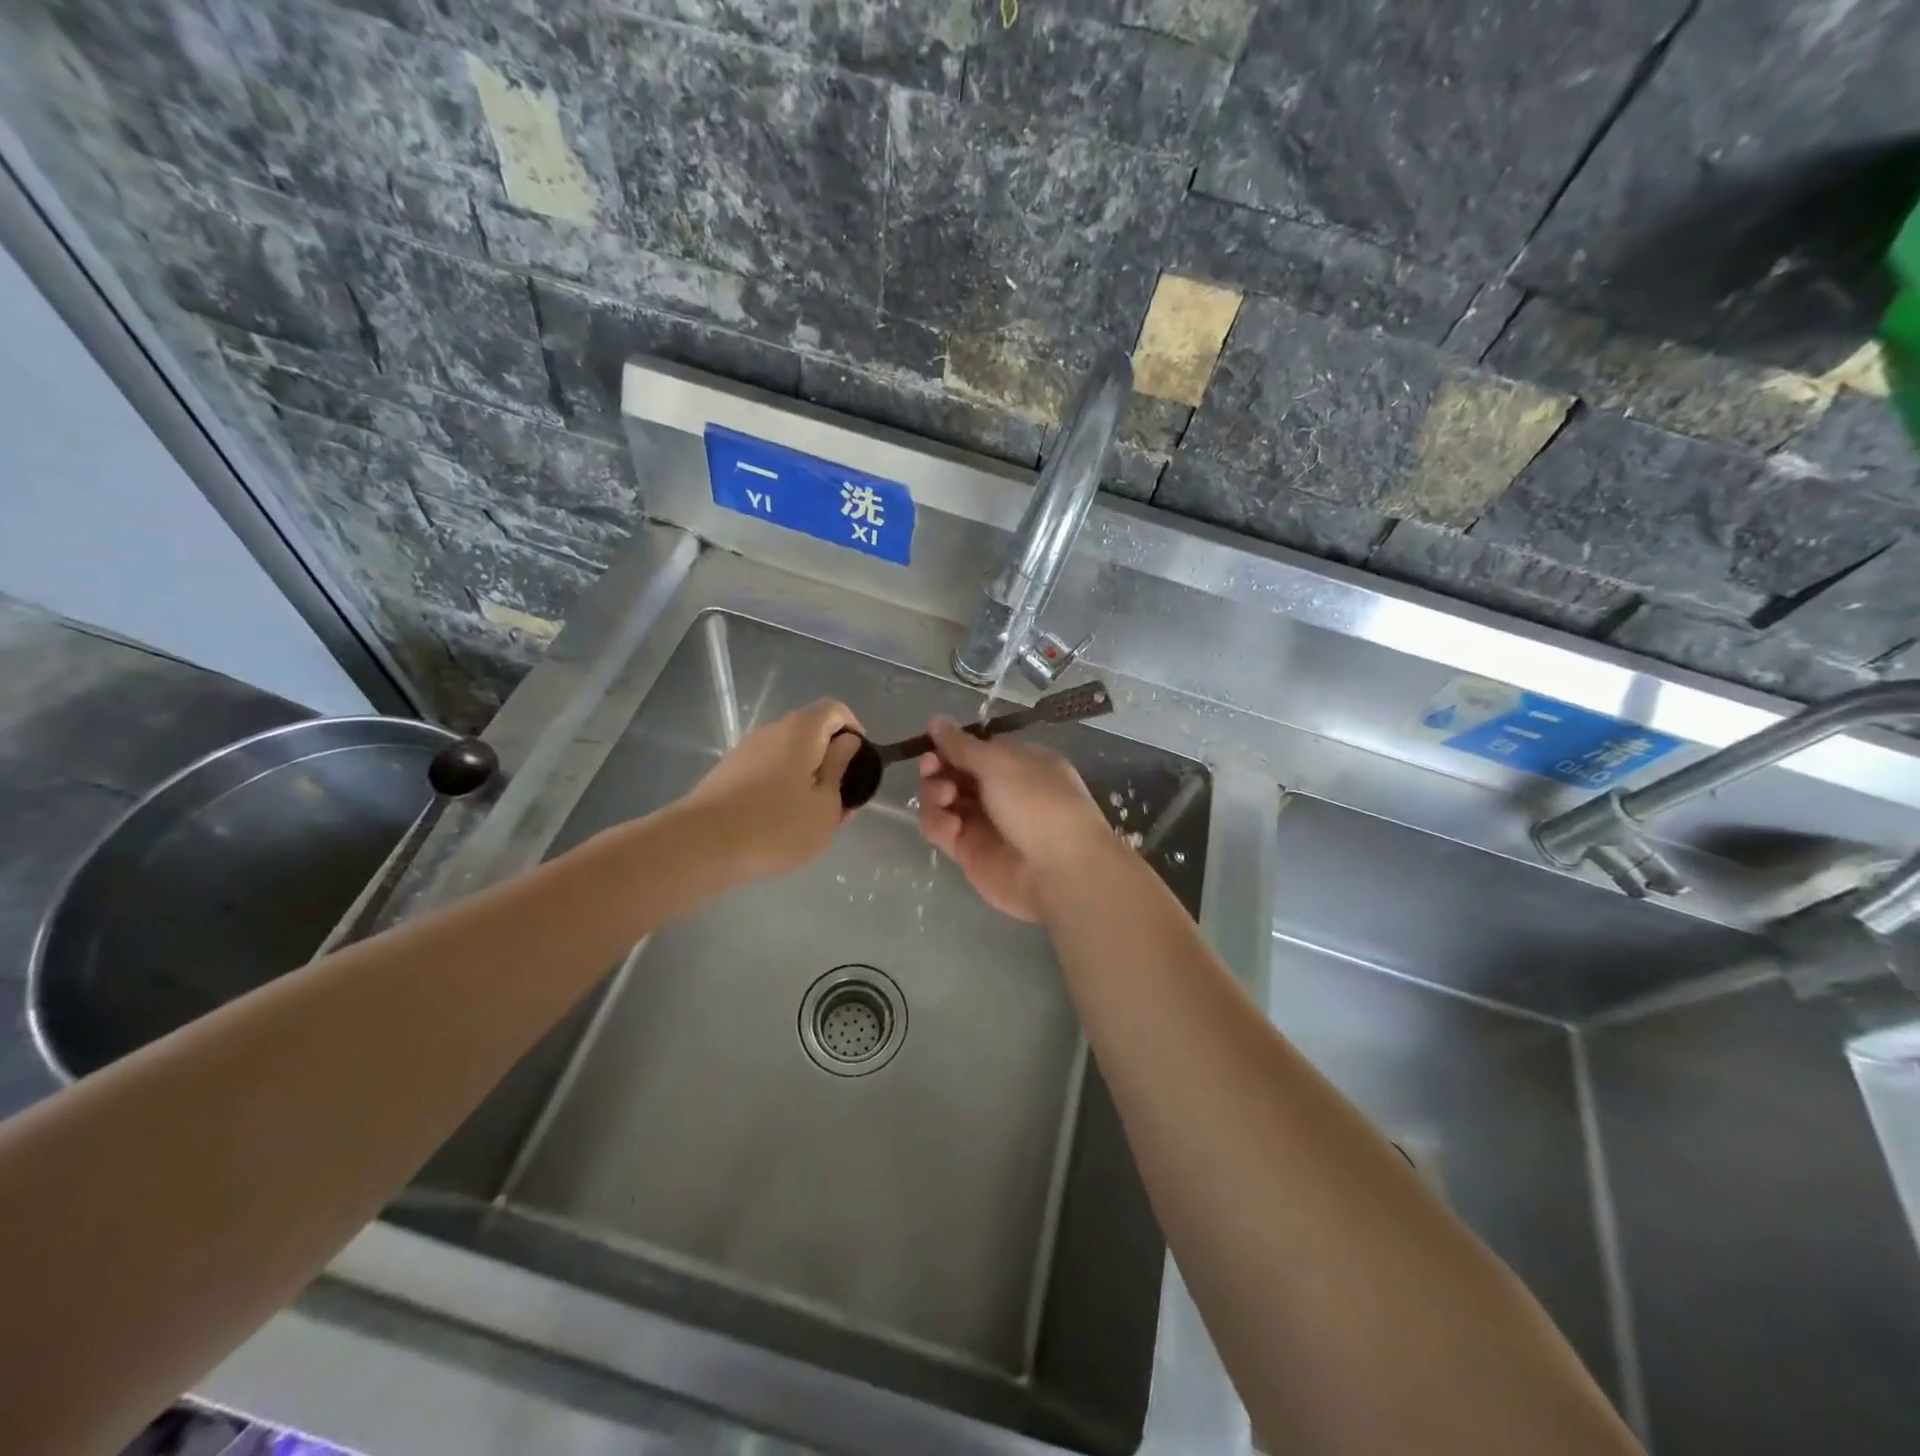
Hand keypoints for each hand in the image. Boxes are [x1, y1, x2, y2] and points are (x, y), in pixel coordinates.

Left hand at [679, 699, 864, 880]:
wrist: (701, 845)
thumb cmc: (776, 826)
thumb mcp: (825, 807)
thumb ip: (840, 772)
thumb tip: (846, 745)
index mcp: (802, 731)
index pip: (835, 709)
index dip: (854, 729)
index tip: (860, 763)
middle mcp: (772, 731)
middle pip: (810, 732)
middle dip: (830, 760)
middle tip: (840, 799)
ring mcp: (745, 751)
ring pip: (787, 755)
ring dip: (805, 777)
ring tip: (811, 818)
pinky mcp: (727, 773)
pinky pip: (766, 772)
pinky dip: (781, 788)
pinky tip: (780, 824)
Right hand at [917, 716, 1113, 921]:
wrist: (1060, 872)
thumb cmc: (1038, 803)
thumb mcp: (1001, 763)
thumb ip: (962, 744)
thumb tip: (936, 719)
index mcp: (1020, 763)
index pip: (976, 748)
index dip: (952, 745)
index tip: (933, 744)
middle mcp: (1001, 790)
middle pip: (955, 772)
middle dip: (938, 767)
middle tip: (931, 767)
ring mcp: (984, 822)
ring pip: (943, 800)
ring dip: (935, 793)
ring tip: (946, 797)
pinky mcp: (969, 852)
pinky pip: (942, 830)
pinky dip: (939, 824)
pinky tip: (951, 827)